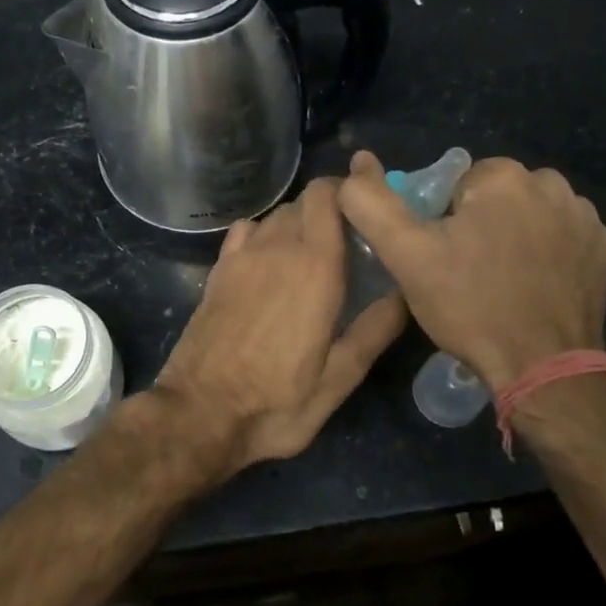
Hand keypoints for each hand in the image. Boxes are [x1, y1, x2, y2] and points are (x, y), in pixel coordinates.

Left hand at [155, 178, 407, 474]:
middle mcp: (277, 248)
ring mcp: (241, 257)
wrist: (199, 414)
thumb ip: (375, 330)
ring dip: (297, 224)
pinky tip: (269, 262)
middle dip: (328, 211)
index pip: (328, 196)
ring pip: (275, 216)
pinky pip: (246, 232)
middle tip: (348, 243)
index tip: (367, 211)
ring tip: (312, 255)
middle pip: (304, 202)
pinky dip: (263, 234)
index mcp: (315, 267)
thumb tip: (406, 292)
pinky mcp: (217, 271)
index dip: (348, 192)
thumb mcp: (339, 379)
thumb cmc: (276, 402)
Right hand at [338, 151, 605, 392]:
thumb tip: (358, 162)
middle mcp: (552, 183)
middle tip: (465, 273)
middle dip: (478, 224)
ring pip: (529, 214)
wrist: (542, 367)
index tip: (441, 257)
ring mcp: (585, 217)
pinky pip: (563, 236)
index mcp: (503, 176)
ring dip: (514, 235)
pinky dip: (547, 253)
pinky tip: (535, 286)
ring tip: (500, 282)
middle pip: (494, 196)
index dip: (440, 221)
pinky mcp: (604, 248)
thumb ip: (372, 204)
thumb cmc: (470, 306)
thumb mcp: (406, 256)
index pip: (455, 184)